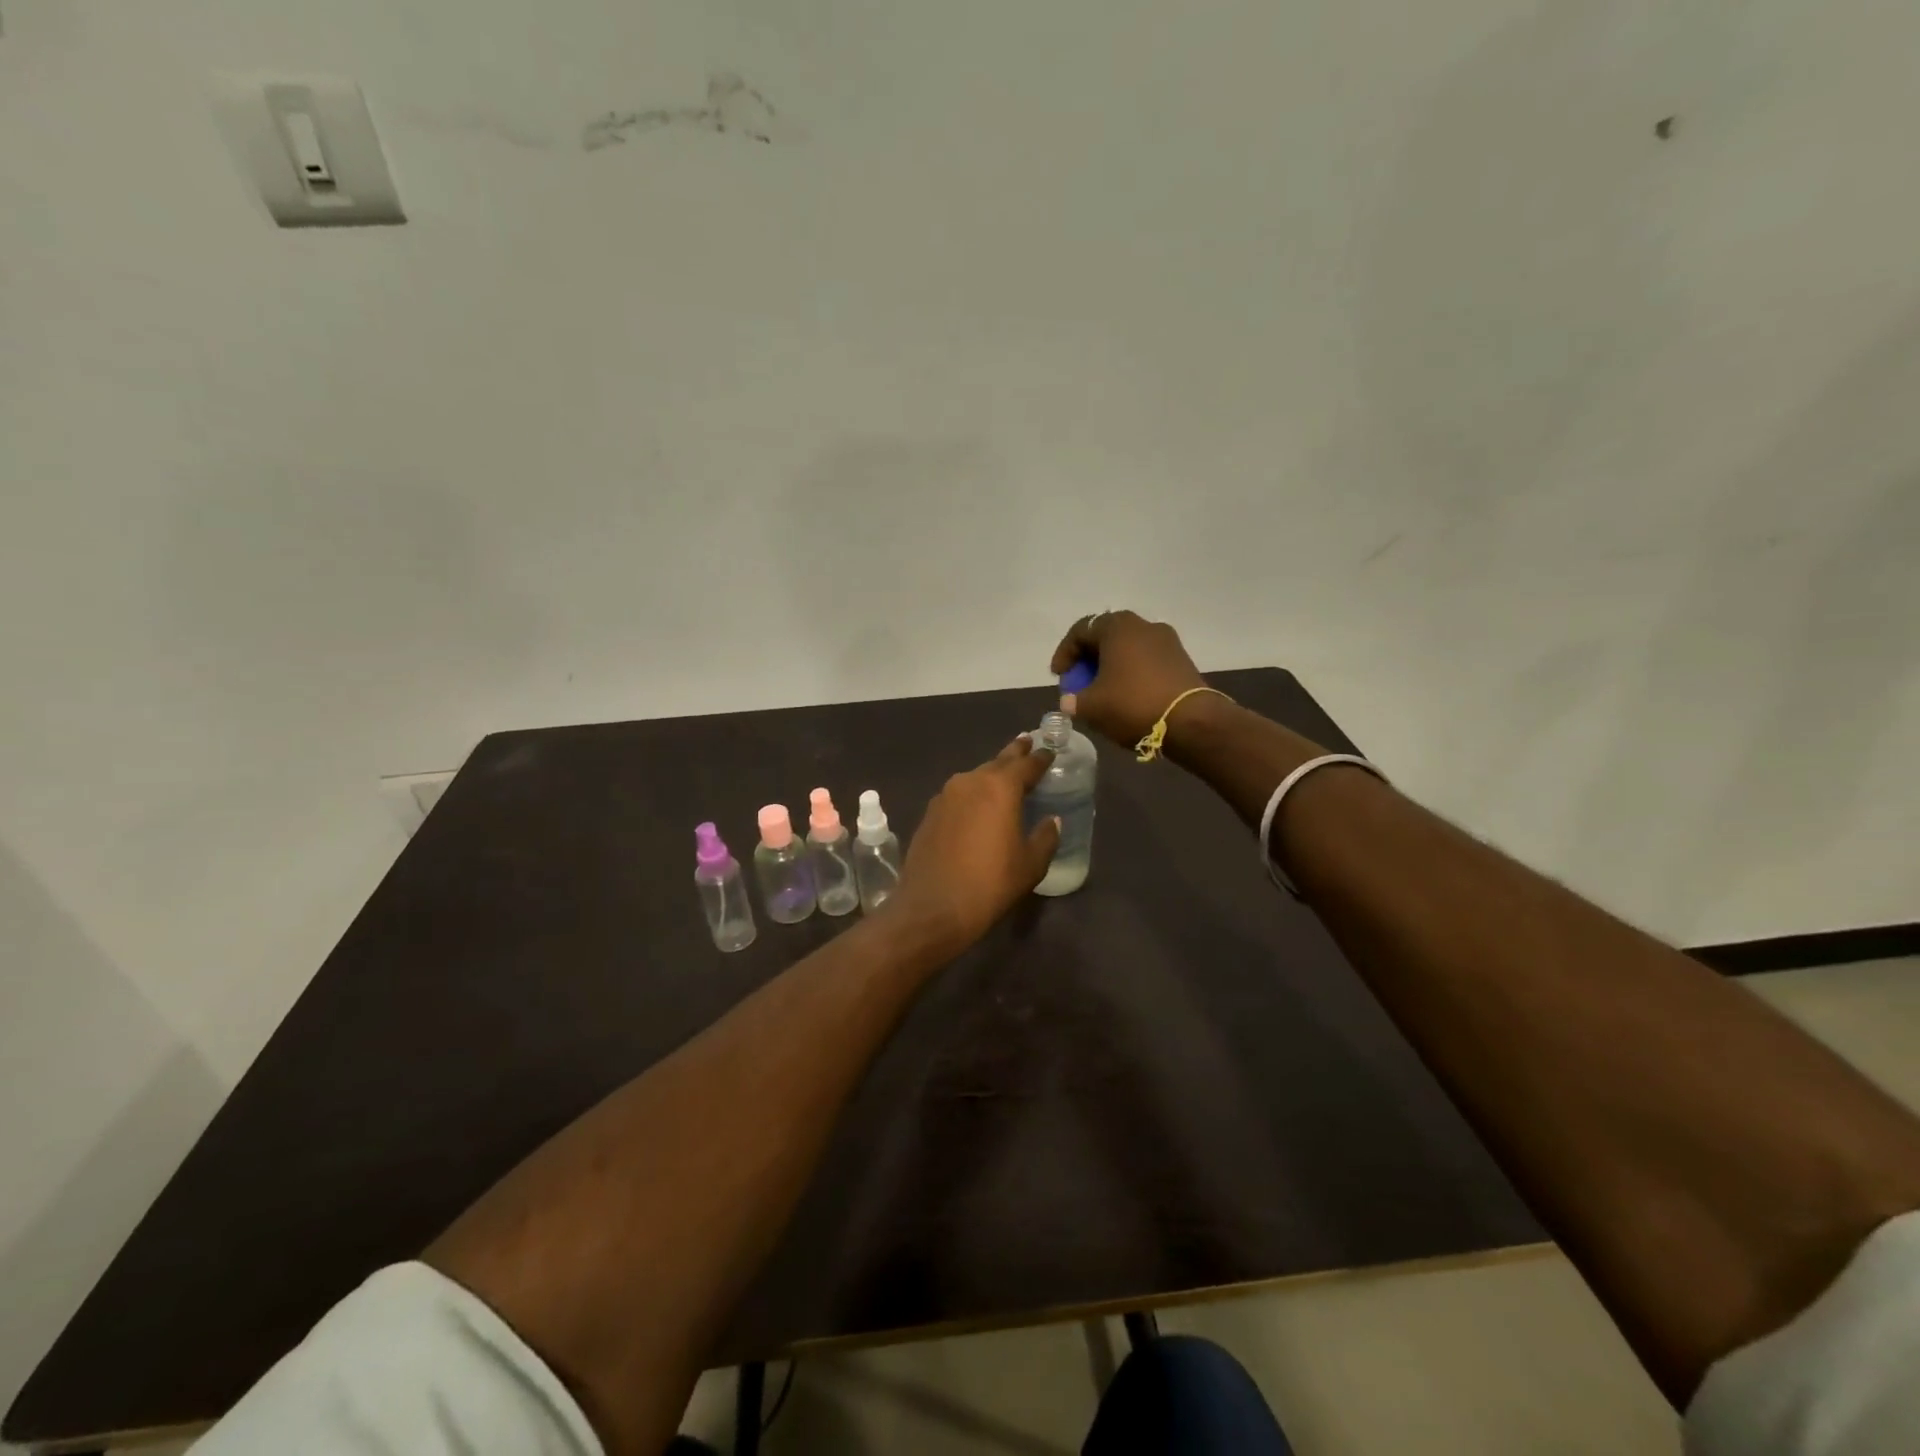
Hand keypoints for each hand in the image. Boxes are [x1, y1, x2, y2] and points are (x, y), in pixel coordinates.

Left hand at [886, 736, 1061, 955]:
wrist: (932, 907)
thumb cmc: (990, 884)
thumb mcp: (1030, 864)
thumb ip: (1045, 836)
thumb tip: (1051, 820)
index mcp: (1000, 787)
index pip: (1026, 764)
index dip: (1040, 758)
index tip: (1049, 751)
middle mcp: (970, 781)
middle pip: (998, 762)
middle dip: (1014, 753)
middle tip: (1027, 743)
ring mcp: (945, 796)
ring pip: (975, 777)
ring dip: (991, 775)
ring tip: (1005, 777)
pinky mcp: (930, 813)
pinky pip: (958, 795)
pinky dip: (973, 794)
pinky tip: (978, 805)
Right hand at [1050, 610, 1206, 746]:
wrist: (1191, 721)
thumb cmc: (1133, 704)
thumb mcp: (1091, 706)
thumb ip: (1073, 701)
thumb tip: (1070, 701)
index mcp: (1117, 627)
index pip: (1081, 631)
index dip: (1064, 654)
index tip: (1059, 676)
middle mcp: (1143, 625)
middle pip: (1106, 637)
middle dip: (1088, 659)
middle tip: (1079, 682)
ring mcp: (1167, 641)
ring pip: (1128, 648)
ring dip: (1111, 666)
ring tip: (1102, 691)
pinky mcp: (1181, 660)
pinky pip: (1146, 660)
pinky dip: (1131, 673)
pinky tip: (1126, 696)